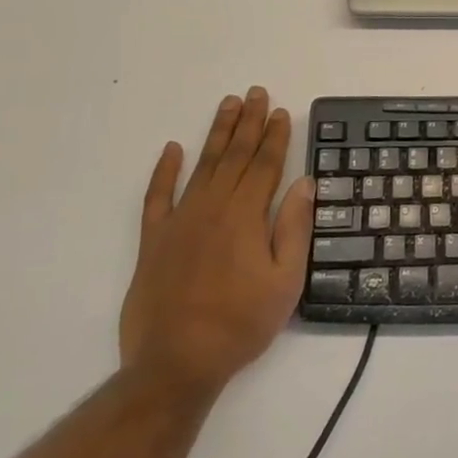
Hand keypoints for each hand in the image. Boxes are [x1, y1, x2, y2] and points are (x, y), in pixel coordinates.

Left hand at [120, 88, 310, 394]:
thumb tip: (303, 183)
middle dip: (249, 123)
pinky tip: (172, 148)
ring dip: (217, 134)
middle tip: (256, 93)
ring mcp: (180, 221)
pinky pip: (157, 196)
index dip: (276, 136)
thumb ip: (294, 228)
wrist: (175, 363)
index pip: (266, 165)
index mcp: (246, 216)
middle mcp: (213, 208)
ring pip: (203, 166)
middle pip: (236, 156)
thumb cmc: (240, 324)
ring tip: (228, 106)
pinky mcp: (153, 240)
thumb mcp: (285, 281)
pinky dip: (164, 171)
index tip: (281, 111)